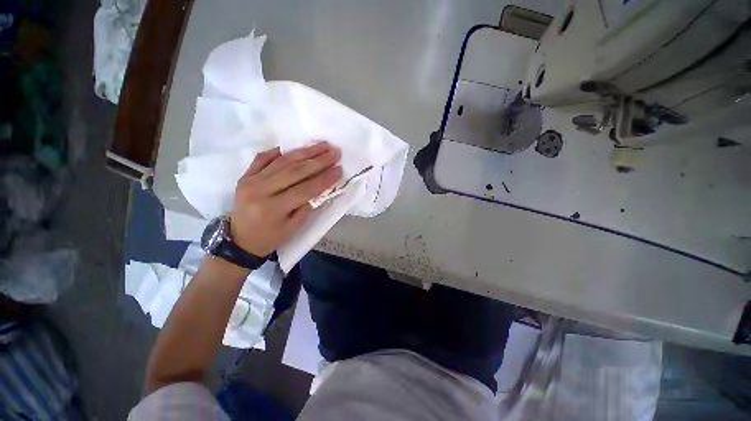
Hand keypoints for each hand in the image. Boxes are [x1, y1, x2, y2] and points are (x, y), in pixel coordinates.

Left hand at [230, 142, 341, 256]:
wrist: (239, 240)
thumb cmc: (269, 238)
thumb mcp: (293, 229)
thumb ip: (307, 208)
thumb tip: (321, 188)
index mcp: (273, 208)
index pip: (305, 189)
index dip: (325, 178)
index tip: (340, 169)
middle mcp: (260, 190)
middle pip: (295, 171)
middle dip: (319, 161)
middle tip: (335, 152)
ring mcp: (250, 180)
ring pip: (282, 161)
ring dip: (305, 152)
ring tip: (322, 145)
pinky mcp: (245, 175)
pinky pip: (263, 158)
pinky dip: (279, 152)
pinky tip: (295, 148)